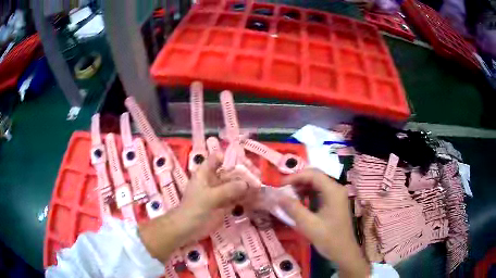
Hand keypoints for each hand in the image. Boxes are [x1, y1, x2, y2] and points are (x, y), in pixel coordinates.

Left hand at [139, 154, 248, 262]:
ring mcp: (220, 193)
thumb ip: (228, 189)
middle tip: (259, 178)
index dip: (230, 158)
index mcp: (206, 173)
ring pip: (236, 186)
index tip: (244, 163)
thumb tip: (246, 184)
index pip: (218, 159)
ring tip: (261, 189)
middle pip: (231, 172)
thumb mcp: (210, 197)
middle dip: (244, 174)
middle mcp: (214, 180)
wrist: (187, 229)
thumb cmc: (194, 209)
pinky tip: (257, 199)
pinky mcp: (225, 204)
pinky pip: (237, 198)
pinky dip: (246, 198)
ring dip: (247, 187)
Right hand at [279, 169, 369, 277]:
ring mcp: (336, 196)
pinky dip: (307, 195)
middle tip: (282, 190)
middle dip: (297, 182)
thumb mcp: (308, 225)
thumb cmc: (328, 239)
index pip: (313, 174)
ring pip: (317, 184)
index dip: (295, 177)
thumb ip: (293, 209)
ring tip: (288, 197)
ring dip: (302, 188)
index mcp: (333, 191)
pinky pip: (319, 193)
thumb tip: (277, 196)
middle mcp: (336, 189)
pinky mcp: (334, 203)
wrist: (344, 252)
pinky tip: (299, 203)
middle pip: (315, 177)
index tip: (280, 185)